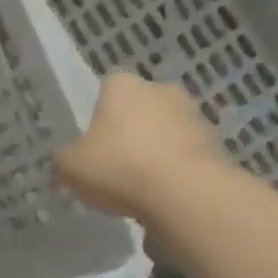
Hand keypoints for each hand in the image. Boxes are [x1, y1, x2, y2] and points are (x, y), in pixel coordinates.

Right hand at [53, 72, 226, 217]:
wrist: (182, 191)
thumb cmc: (117, 166)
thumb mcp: (70, 167)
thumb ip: (64, 160)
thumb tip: (65, 162)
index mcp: (122, 86)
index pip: (106, 88)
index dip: (96, 114)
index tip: (91, 141)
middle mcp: (160, 89)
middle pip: (138, 107)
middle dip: (127, 129)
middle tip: (112, 161)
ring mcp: (192, 113)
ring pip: (163, 128)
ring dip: (153, 147)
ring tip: (137, 182)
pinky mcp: (214, 140)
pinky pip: (183, 151)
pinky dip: (173, 166)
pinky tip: (160, 191)